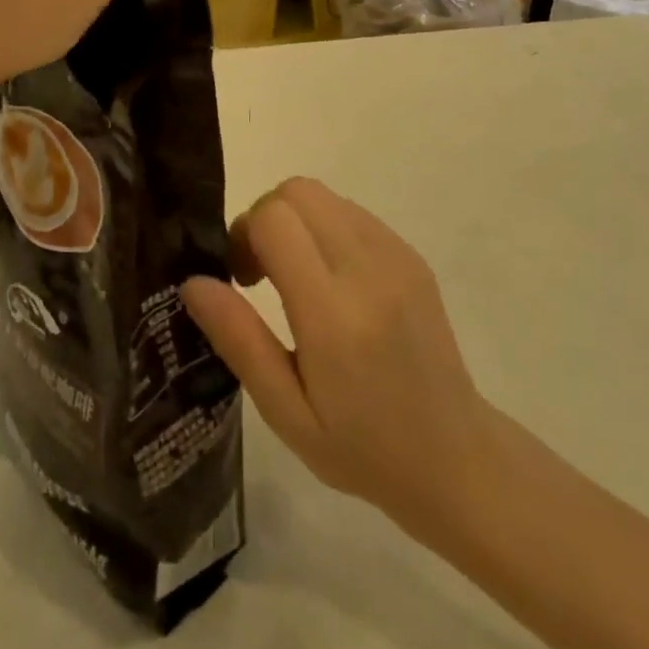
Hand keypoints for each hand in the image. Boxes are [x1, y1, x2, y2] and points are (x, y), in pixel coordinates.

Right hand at [182, 178, 494, 533]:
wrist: (456, 457)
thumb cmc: (362, 448)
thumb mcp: (287, 412)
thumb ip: (239, 340)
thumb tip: (192, 281)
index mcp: (334, 313)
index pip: (275, 219)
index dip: (244, 234)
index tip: (240, 278)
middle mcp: (368, 269)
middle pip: (298, 191)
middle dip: (265, 217)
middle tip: (261, 272)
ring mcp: (397, 256)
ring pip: (325, 196)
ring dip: (296, 221)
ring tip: (296, 278)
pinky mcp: (412, 255)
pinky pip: (353, 213)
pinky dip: (326, 229)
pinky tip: (332, 281)